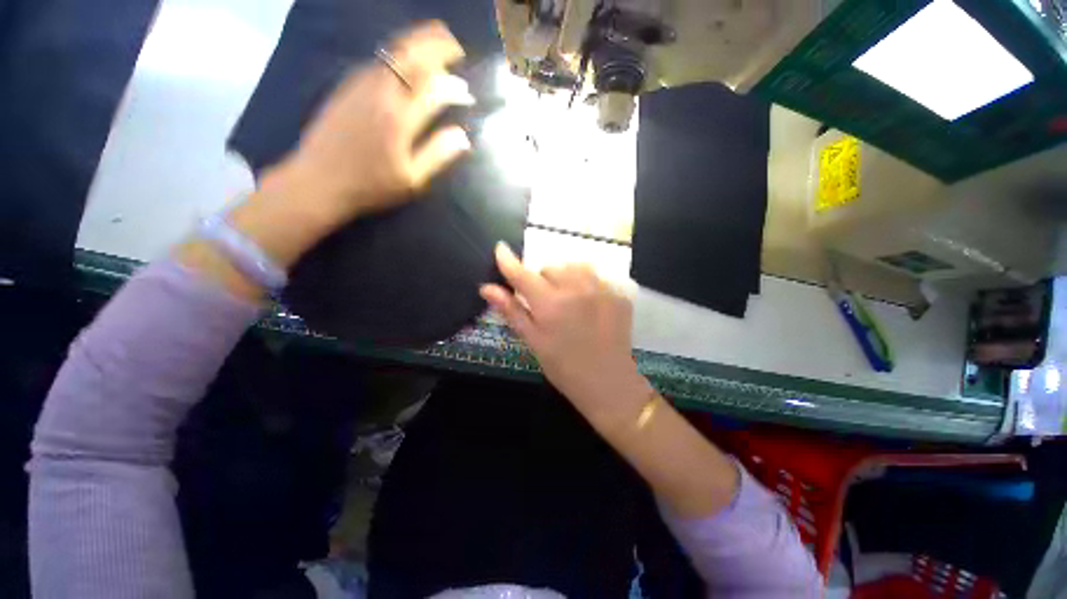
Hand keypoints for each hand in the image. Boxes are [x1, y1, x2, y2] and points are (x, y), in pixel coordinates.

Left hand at [220, 21, 474, 278]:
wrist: (316, 181)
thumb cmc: (369, 186)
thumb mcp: (411, 180)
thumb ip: (437, 155)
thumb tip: (463, 136)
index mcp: (399, 118)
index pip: (434, 88)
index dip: (454, 87)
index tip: (467, 93)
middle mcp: (379, 92)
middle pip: (411, 54)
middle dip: (436, 44)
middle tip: (455, 46)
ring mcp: (359, 85)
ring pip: (392, 51)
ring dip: (417, 45)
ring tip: (435, 47)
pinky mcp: (347, 86)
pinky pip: (378, 59)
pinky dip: (398, 54)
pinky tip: (406, 64)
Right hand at [480, 243, 652, 428]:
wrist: (608, 383)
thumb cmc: (564, 367)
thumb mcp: (534, 341)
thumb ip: (511, 311)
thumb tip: (487, 288)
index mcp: (551, 304)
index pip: (523, 274)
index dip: (508, 260)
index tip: (500, 249)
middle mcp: (576, 289)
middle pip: (550, 267)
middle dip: (541, 279)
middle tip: (545, 301)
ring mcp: (602, 289)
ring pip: (575, 267)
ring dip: (565, 276)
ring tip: (568, 298)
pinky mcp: (619, 294)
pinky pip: (597, 277)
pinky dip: (587, 284)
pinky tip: (589, 304)